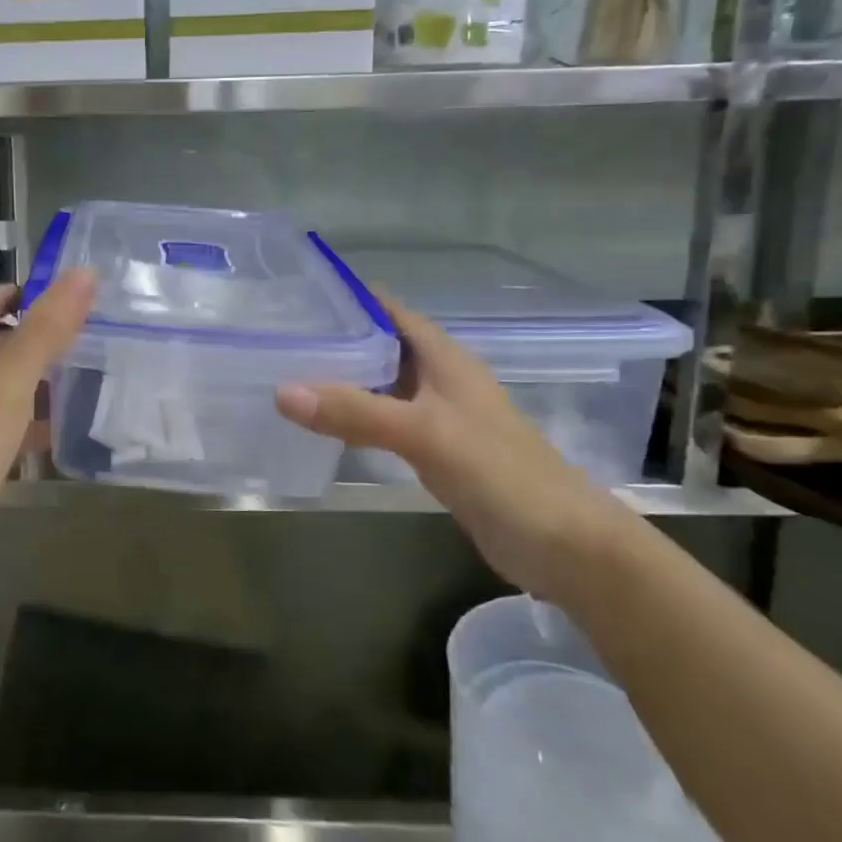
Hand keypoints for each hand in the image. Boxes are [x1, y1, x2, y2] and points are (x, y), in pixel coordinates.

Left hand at [0, 269, 96, 581]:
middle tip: (82, 335)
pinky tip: (60, 430)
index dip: (12, 294)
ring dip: (33, 378)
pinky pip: (0, 424)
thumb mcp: (7, 382)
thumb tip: (84, 274)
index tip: (59, 297)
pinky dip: (28, 419)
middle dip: (31, 336)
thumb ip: (46, 330)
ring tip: (82, 376)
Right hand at [274, 291, 630, 598]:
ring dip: (341, 379)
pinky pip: (384, 421)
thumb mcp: (424, 434)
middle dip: (335, 339)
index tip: (297, 296)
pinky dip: (354, 416)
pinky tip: (322, 423)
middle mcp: (440, 379)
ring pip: (380, 385)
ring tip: (287, 373)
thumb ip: (355, 412)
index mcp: (444, 358)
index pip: (389, 311)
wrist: (563, 545)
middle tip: (278, 338)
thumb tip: (281, 392)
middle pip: (380, 346)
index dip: (348, 298)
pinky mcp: (434, 451)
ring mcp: (438, 416)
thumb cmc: (500, 473)